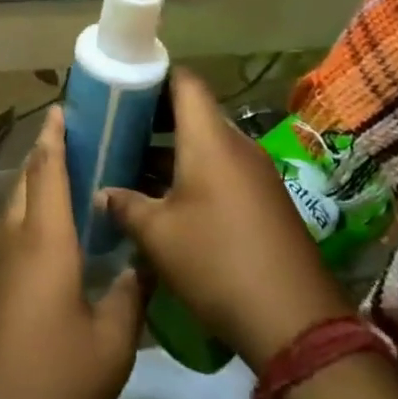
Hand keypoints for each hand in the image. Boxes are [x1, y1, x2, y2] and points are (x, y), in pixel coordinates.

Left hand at [0, 109, 144, 398]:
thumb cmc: (51, 382)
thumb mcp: (111, 346)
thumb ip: (130, 296)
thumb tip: (145, 263)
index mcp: (44, 238)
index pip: (46, 168)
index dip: (54, 134)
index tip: (62, 108)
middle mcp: (13, 238)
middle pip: (26, 179)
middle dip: (46, 154)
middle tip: (78, 142)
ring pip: (13, 205)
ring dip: (35, 185)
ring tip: (68, 183)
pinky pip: (8, 233)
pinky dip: (28, 216)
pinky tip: (49, 240)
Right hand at [102, 71, 350, 366]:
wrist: (295, 322)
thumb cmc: (216, 261)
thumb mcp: (158, 235)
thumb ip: (125, 205)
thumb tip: (102, 193)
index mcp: (210, 138)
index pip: (185, 81)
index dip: (154, 75)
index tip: (123, 87)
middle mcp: (236, 145)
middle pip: (194, 113)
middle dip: (155, 119)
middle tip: (119, 131)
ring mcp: (256, 173)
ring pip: (208, 145)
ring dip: (173, 152)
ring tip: (134, 168)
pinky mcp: (266, 201)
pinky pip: (224, 170)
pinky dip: (195, 174)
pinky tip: (169, 203)